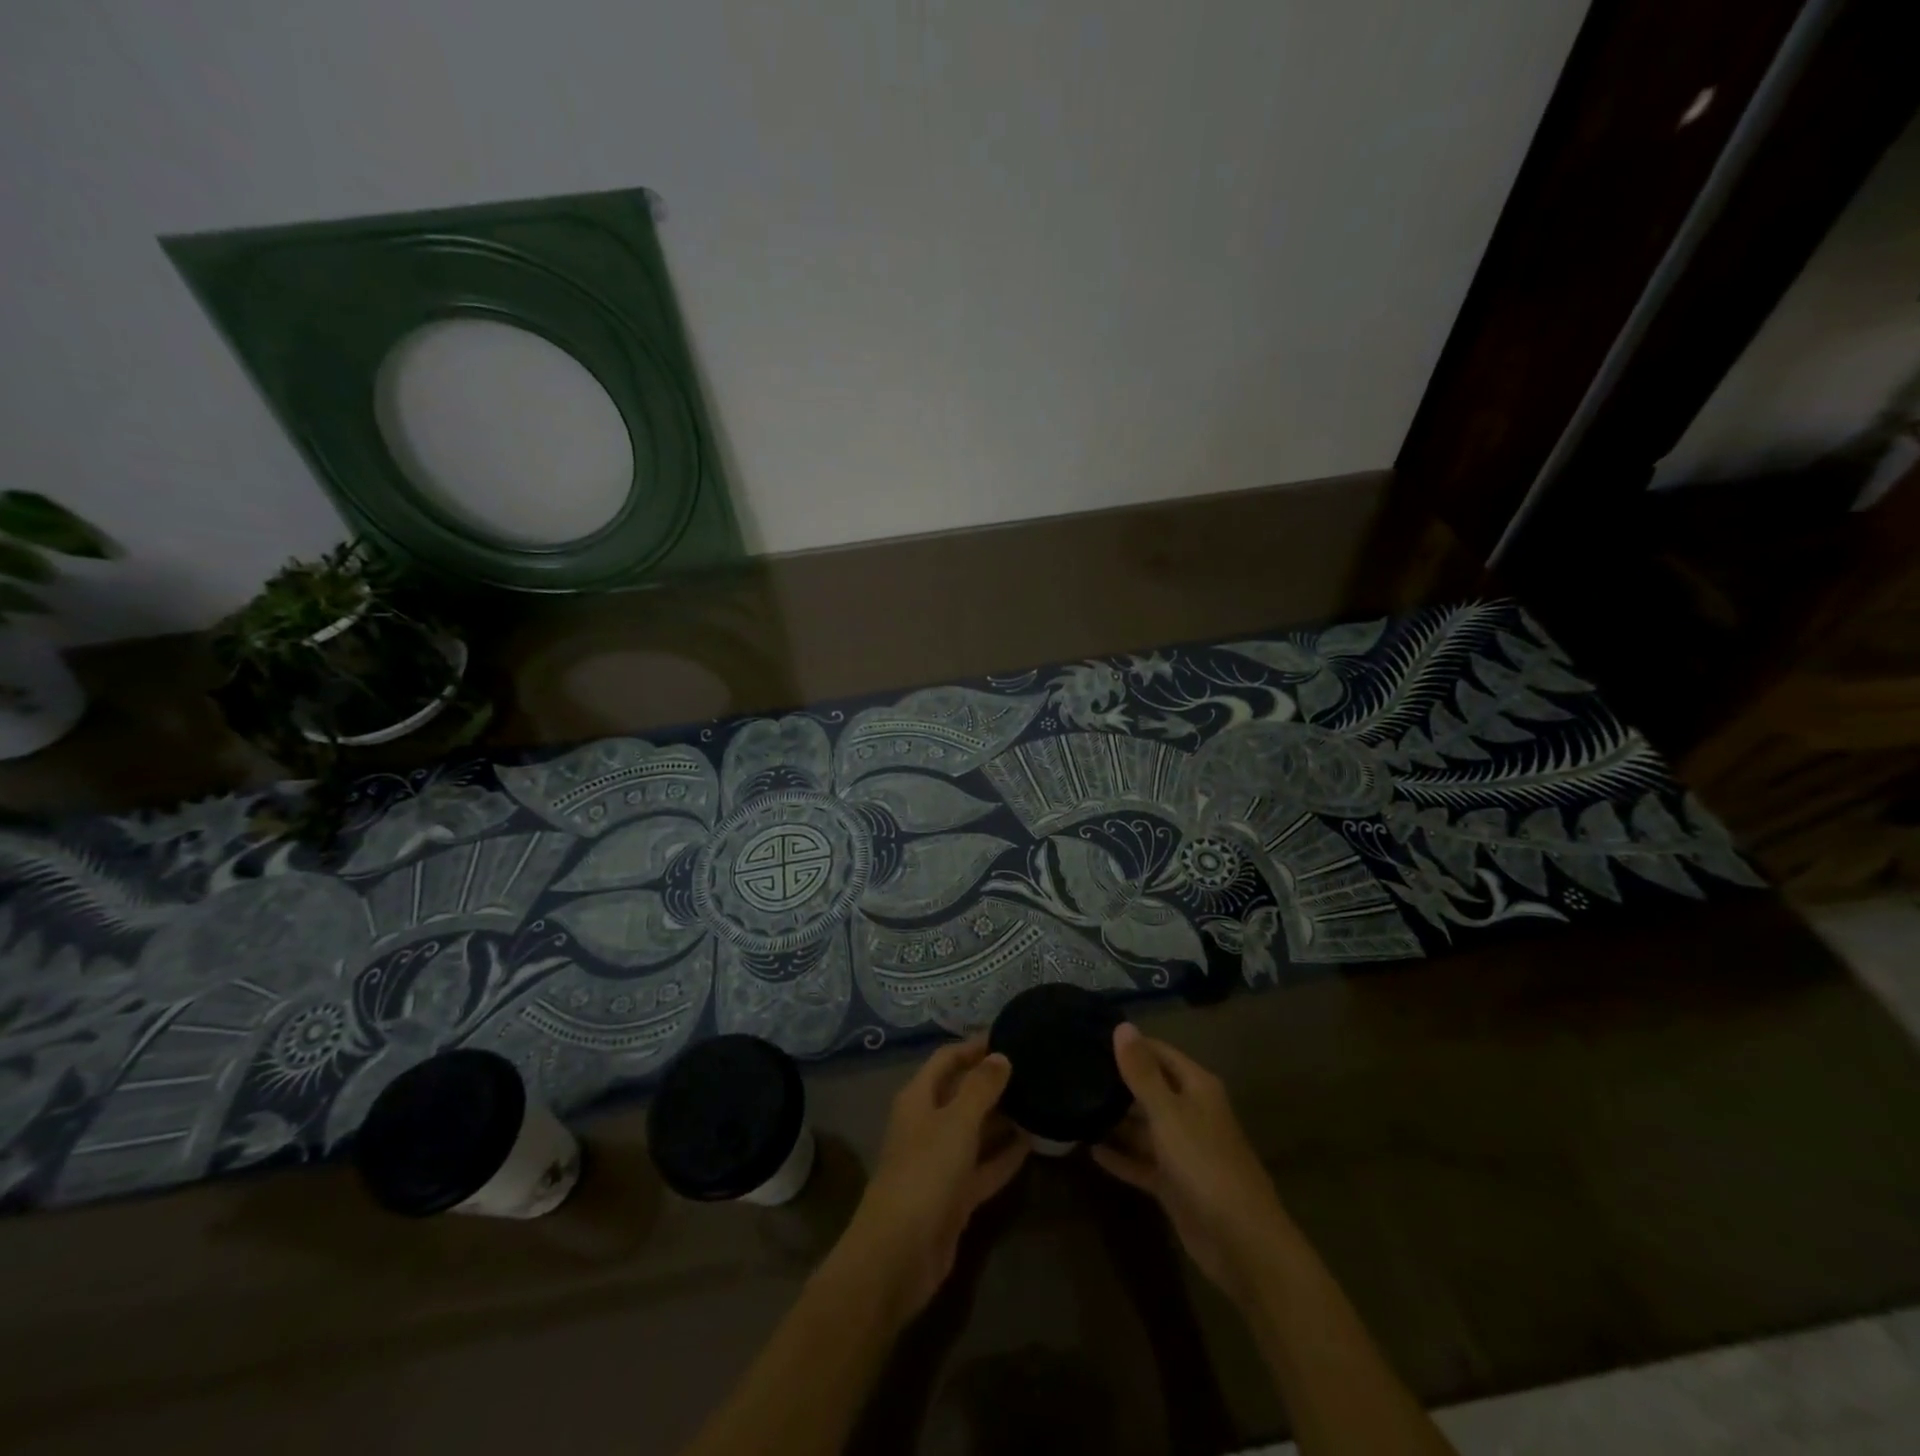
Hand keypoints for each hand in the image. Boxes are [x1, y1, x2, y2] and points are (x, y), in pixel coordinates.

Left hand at [833, 1037, 1029, 1323]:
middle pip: (961, 1093)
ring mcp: (940, 1162)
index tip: (1008, 1034)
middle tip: (1034, 1069)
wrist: (898, 1255)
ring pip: (975, 1131)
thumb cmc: (924, 1174)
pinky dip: (1004, 1156)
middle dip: (992, 1081)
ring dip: (1002, 1118)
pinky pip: (983, 1167)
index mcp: (918, 1099)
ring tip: (1040, 1100)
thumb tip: (1001, 1056)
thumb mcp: (956, 1123)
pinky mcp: (954, 1196)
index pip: (946, 1059)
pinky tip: (1033, 1144)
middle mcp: (927, 1125)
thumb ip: (980, 1088)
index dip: (973, 1046)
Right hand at [1092, 1024, 1288, 1291]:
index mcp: (1197, 1088)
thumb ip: (1142, 1072)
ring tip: (1074, 1106)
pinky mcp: (1174, 1183)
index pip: (1159, 1053)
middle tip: (1074, 1071)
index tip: (1090, 1037)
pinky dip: (1120, 1156)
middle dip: (1117, 1082)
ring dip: (1115, 1120)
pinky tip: (1088, 1149)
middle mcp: (1191, 1112)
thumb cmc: (1205, 1164)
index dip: (1129, 1044)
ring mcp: (1183, 1150)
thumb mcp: (1168, 1113)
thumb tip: (1123, 1026)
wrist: (1242, 1243)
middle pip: (1150, 1088)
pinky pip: (1141, 1162)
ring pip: (1143, 1127)